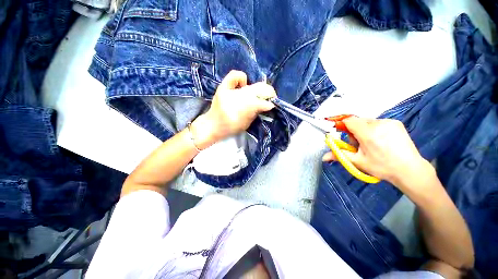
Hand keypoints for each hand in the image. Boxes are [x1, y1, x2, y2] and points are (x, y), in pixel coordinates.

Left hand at [191, 70, 275, 148]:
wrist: (212, 125)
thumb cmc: (230, 128)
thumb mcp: (246, 124)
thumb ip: (256, 113)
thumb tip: (265, 104)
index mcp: (245, 110)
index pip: (262, 102)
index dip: (269, 103)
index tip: (272, 105)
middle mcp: (238, 98)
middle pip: (259, 90)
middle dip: (268, 93)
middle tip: (270, 96)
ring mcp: (230, 91)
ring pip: (251, 85)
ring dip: (259, 88)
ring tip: (259, 93)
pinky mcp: (222, 87)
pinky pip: (235, 75)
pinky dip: (242, 78)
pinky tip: (243, 84)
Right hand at [322, 117, 433, 188]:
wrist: (410, 170)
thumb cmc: (382, 167)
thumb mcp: (358, 162)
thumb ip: (339, 155)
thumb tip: (323, 157)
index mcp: (368, 133)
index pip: (349, 120)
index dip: (342, 125)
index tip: (340, 133)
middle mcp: (379, 124)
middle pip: (357, 121)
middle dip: (353, 130)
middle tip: (358, 144)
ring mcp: (389, 122)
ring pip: (367, 121)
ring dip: (363, 130)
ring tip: (370, 143)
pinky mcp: (396, 123)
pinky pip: (377, 122)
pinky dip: (373, 129)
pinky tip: (380, 140)